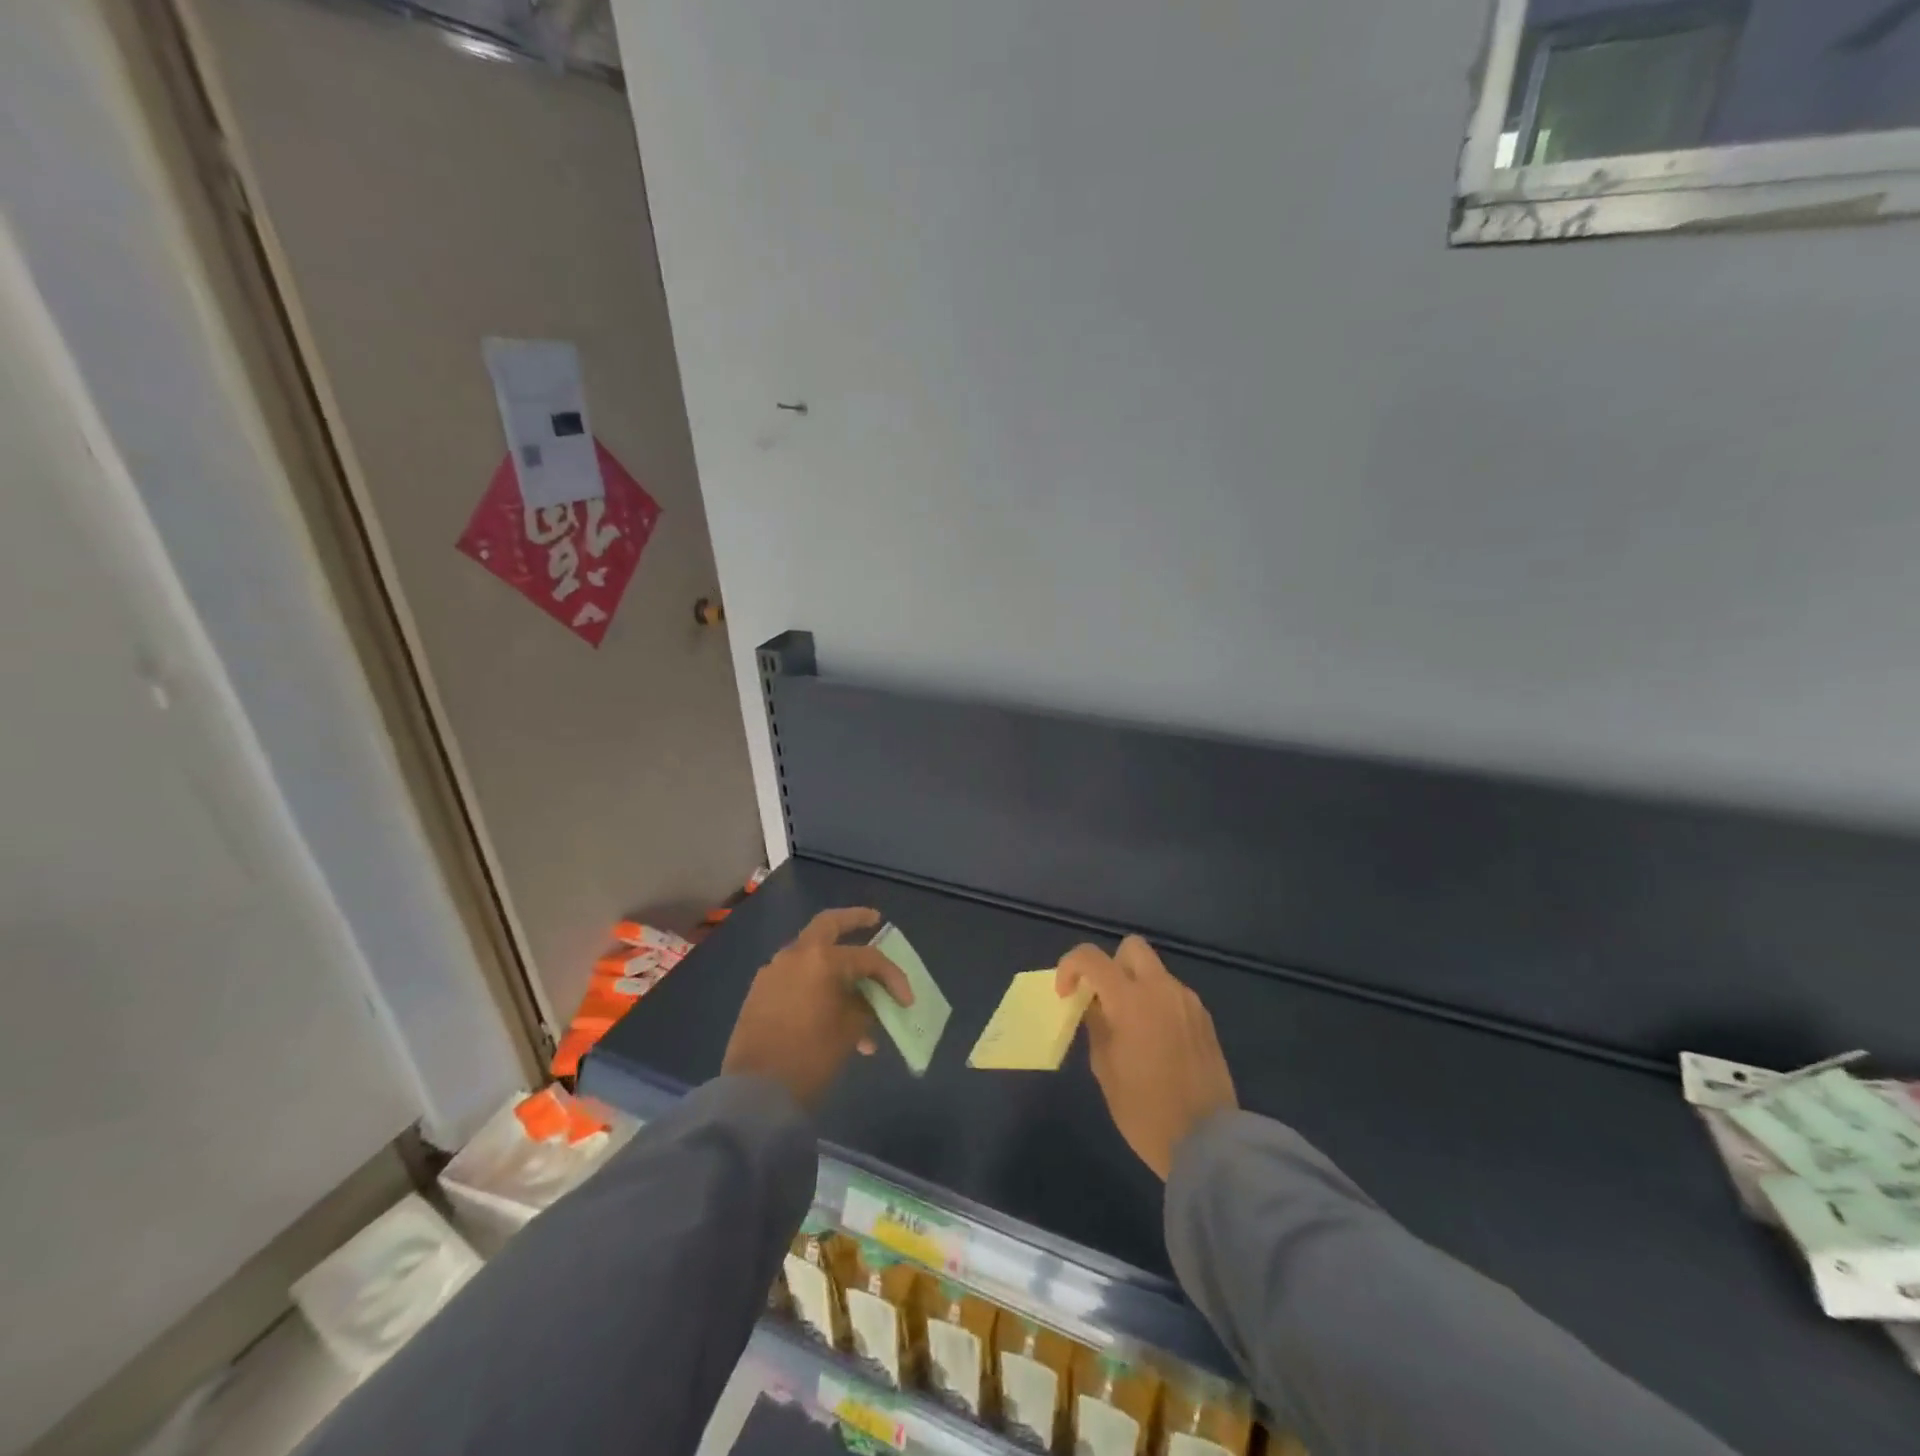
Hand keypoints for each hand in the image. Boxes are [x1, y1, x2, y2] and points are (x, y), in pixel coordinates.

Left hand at [722, 907, 913, 1108]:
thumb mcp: (849, 1032)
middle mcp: (795, 955)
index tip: (906, 1000)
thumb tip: (867, 1002)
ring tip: (855, 990)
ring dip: (833, 963)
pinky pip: (795, 976)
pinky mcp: (760, 991)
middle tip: (874, 920)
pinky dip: (814, 982)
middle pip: (829, 924)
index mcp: (822, 959)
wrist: (755, 1093)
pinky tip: (827, 1006)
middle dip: (854, 920)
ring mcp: (773, 971)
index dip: (892, 977)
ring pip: (811, 954)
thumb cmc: (810, 1058)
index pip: (868, 958)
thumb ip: (864, 1007)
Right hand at [1057, 936, 1236, 1179]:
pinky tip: (1156, 1041)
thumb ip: (1096, 1026)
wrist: (1207, 1142)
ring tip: (1130, 1026)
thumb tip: (1094, 1006)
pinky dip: (1157, 1003)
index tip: (1065, 994)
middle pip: (1131, 948)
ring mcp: (1187, 1002)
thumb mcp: (1105, 1068)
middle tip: (1104, 999)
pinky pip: (1173, 995)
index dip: (1070, 967)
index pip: (1091, 957)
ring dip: (1136, 986)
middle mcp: (1161, 988)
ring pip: (1155, 972)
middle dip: (1111, 965)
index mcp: (1130, 999)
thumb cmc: (1144, 1109)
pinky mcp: (1204, 1019)